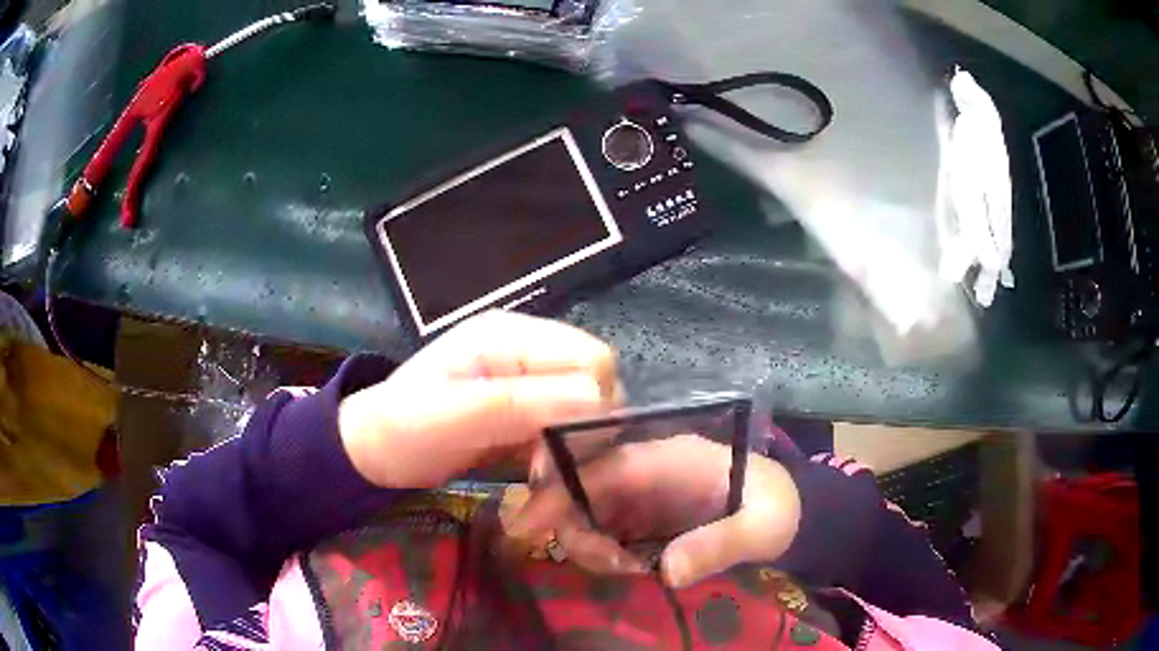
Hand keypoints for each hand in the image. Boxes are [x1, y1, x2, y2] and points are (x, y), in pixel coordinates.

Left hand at [338, 311, 617, 487]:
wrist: (374, 451)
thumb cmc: (403, 430)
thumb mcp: (452, 417)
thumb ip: (520, 405)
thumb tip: (599, 398)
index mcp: (510, 335)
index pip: (591, 358)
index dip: (592, 405)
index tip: (563, 450)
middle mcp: (527, 349)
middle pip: (596, 382)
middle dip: (584, 428)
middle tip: (545, 465)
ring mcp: (528, 379)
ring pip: (587, 408)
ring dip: (573, 444)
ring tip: (536, 470)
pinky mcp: (526, 408)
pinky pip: (567, 426)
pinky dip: (561, 452)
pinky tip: (535, 470)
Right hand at [509, 436, 800, 588]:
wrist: (789, 511)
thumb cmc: (775, 509)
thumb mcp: (759, 527)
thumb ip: (718, 545)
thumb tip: (664, 573)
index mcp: (672, 457)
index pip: (604, 466)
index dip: (561, 492)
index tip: (527, 526)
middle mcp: (646, 467)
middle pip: (581, 487)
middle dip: (574, 528)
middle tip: (613, 566)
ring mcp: (641, 490)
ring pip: (585, 508)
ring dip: (587, 542)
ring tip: (627, 569)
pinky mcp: (641, 511)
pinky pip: (601, 525)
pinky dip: (600, 549)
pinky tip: (626, 566)